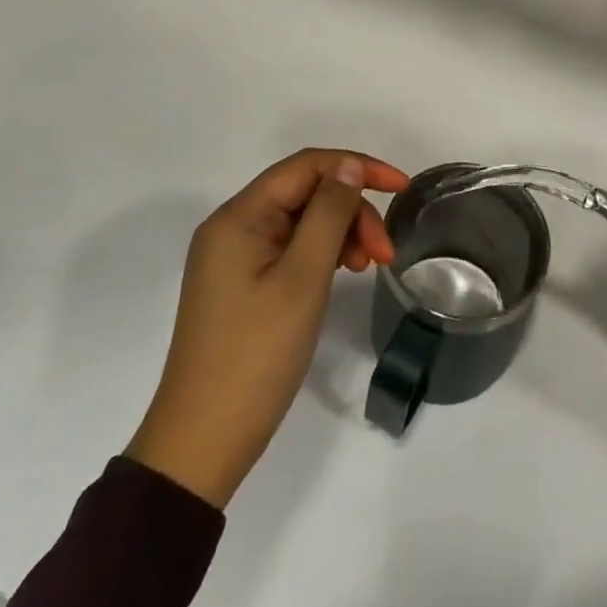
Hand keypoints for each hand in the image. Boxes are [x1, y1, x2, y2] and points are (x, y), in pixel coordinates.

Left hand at [126, 149, 409, 506]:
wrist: (204, 440)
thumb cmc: (257, 354)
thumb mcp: (303, 278)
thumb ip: (328, 214)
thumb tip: (349, 167)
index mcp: (239, 216)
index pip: (307, 166)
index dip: (358, 167)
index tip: (401, 187)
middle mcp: (233, 227)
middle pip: (306, 193)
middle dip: (352, 211)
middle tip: (385, 253)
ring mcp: (236, 257)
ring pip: (302, 221)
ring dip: (342, 233)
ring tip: (368, 267)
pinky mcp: (243, 283)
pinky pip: (291, 248)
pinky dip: (324, 254)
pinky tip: (345, 273)